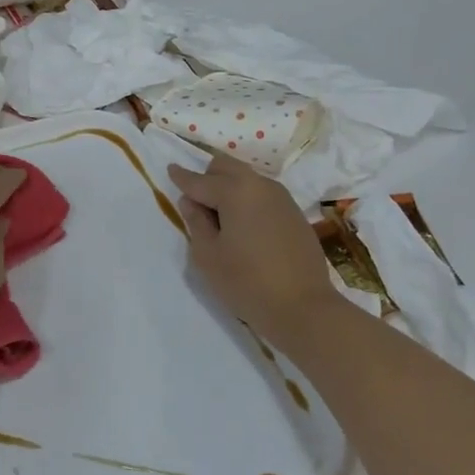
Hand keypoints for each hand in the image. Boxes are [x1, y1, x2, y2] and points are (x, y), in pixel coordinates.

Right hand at [169, 153, 340, 351]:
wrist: (304, 307)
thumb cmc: (247, 282)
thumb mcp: (208, 256)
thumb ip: (196, 222)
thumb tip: (190, 201)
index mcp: (235, 191)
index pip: (199, 181)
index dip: (181, 177)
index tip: (170, 169)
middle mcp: (260, 185)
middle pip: (226, 167)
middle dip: (208, 177)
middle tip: (197, 203)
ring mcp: (282, 198)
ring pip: (246, 179)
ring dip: (229, 188)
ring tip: (221, 219)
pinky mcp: (295, 213)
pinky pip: (263, 195)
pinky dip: (247, 201)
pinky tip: (245, 228)